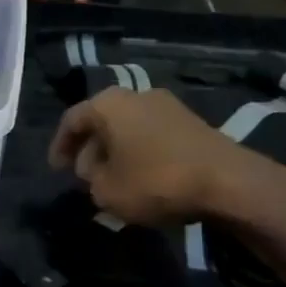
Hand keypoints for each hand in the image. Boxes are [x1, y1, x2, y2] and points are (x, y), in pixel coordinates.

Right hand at [49, 87, 285, 226]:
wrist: (228, 181)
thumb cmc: (156, 181)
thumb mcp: (106, 192)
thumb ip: (90, 179)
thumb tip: (96, 169)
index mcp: (107, 104)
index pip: (71, 120)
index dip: (59, 147)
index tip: (57, 170)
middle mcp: (135, 95)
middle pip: (101, 121)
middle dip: (90, 149)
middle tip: (86, 176)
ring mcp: (167, 105)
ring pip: (128, 127)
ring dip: (116, 151)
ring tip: (114, 178)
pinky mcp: (192, 121)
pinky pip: (152, 134)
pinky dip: (141, 152)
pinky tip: (144, 176)